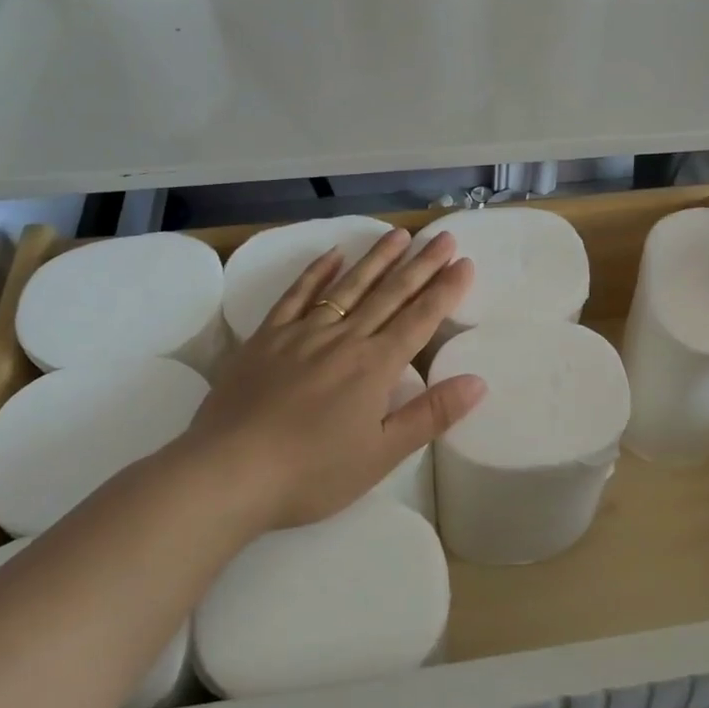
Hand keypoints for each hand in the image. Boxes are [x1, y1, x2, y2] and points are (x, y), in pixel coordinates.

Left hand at [176, 227, 484, 529]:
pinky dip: (316, 273)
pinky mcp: (267, 337)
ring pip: (349, 286)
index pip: (420, 319)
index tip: (465, 263)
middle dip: (422, 264)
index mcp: (375, 366)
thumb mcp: (381, 455)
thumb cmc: (312, 472)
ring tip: (399, 235)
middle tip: (444, 236)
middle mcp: (344, 338)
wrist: (229, 472)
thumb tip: (478, 381)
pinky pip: (296, 295)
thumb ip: (430, 415)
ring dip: (377, 259)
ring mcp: (303, 333)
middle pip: (390, 294)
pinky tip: (332, 255)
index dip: (445, 290)